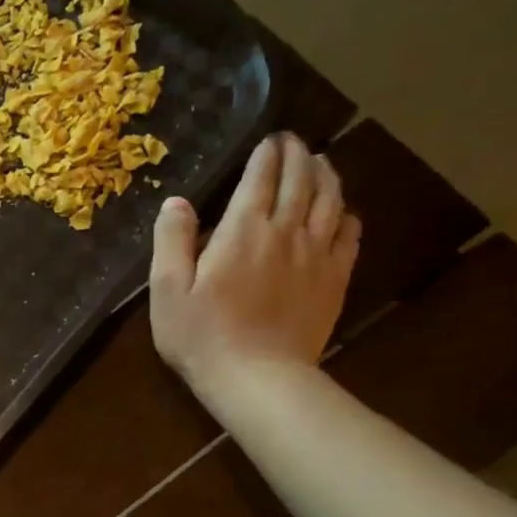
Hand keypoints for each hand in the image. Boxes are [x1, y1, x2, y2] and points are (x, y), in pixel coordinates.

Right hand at [149, 132, 360, 399]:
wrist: (257, 378)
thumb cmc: (201, 335)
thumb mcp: (168, 289)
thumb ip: (172, 241)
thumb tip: (176, 202)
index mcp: (243, 231)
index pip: (260, 179)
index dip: (266, 155)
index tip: (270, 138)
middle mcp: (286, 233)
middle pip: (301, 182)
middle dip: (298, 156)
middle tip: (294, 141)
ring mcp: (316, 256)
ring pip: (330, 202)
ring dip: (327, 176)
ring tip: (322, 162)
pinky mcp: (333, 280)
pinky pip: (349, 237)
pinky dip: (347, 215)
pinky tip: (344, 211)